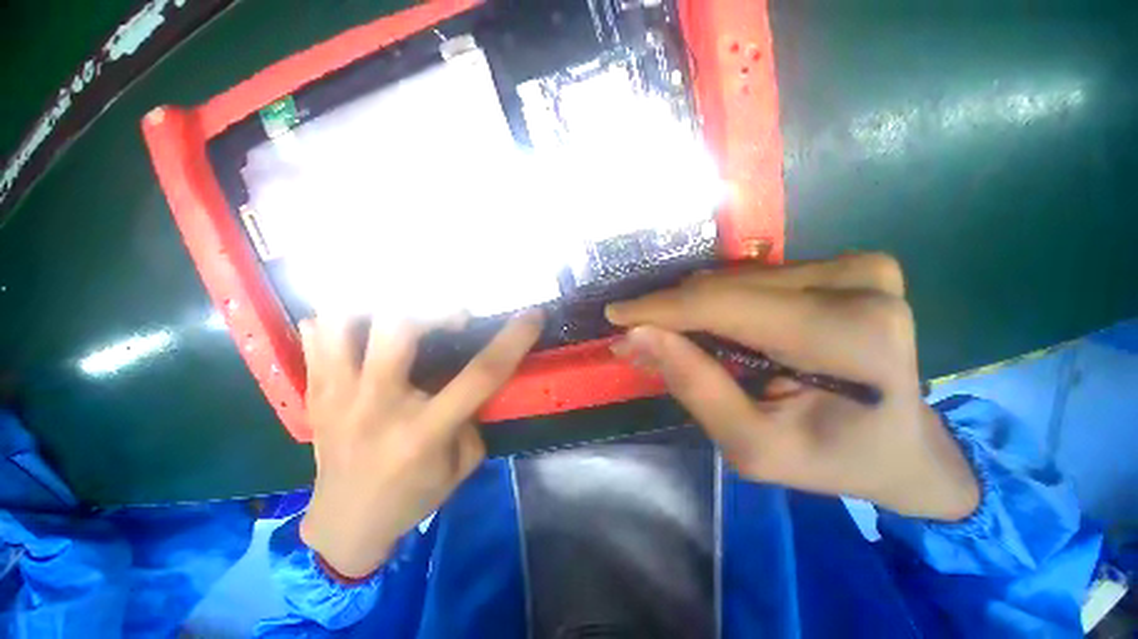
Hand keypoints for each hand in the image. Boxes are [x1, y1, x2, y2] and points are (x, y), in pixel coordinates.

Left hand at [297, 311, 543, 578]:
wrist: (343, 527)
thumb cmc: (411, 498)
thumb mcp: (462, 464)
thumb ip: (473, 416)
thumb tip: (475, 379)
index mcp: (424, 431)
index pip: (481, 374)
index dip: (513, 340)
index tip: (533, 316)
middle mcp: (378, 406)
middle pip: (399, 328)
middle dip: (436, 307)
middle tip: (456, 314)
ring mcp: (338, 396)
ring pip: (345, 321)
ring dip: (380, 305)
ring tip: (405, 312)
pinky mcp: (315, 393)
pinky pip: (317, 336)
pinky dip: (341, 320)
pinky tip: (363, 328)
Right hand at [605, 254, 978, 520]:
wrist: (904, 446)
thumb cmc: (833, 458)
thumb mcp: (754, 446)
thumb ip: (694, 386)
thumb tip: (637, 335)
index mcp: (847, 336)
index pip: (723, 305)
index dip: (660, 308)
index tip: (615, 315)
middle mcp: (859, 283)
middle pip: (725, 286)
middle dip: (670, 312)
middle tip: (635, 336)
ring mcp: (859, 266)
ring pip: (734, 277)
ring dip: (693, 308)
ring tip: (669, 336)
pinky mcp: (849, 264)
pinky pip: (754, 277)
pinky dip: (721, 302)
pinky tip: (711, 327)